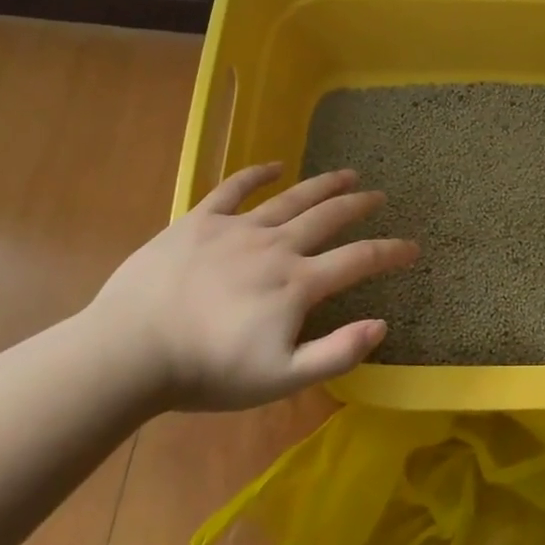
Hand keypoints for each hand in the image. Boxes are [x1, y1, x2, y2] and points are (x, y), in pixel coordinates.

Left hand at [86, 163, 418, 409]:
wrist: (130, 350)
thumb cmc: (207, 371)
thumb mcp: (280, 378)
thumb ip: (336, 353)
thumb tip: (382, 324)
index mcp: (298, 283)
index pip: (358, 260)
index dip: (391, 252)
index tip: (413, 246)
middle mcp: (277, 246)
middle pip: (329, 218)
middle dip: (359, 205)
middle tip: (379, 195)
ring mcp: (238, 229)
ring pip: (292, 198)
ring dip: (323, 184)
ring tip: (347, 173)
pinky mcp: (200, 221)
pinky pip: (234, 189)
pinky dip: (257, 174)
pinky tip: (274, 165)